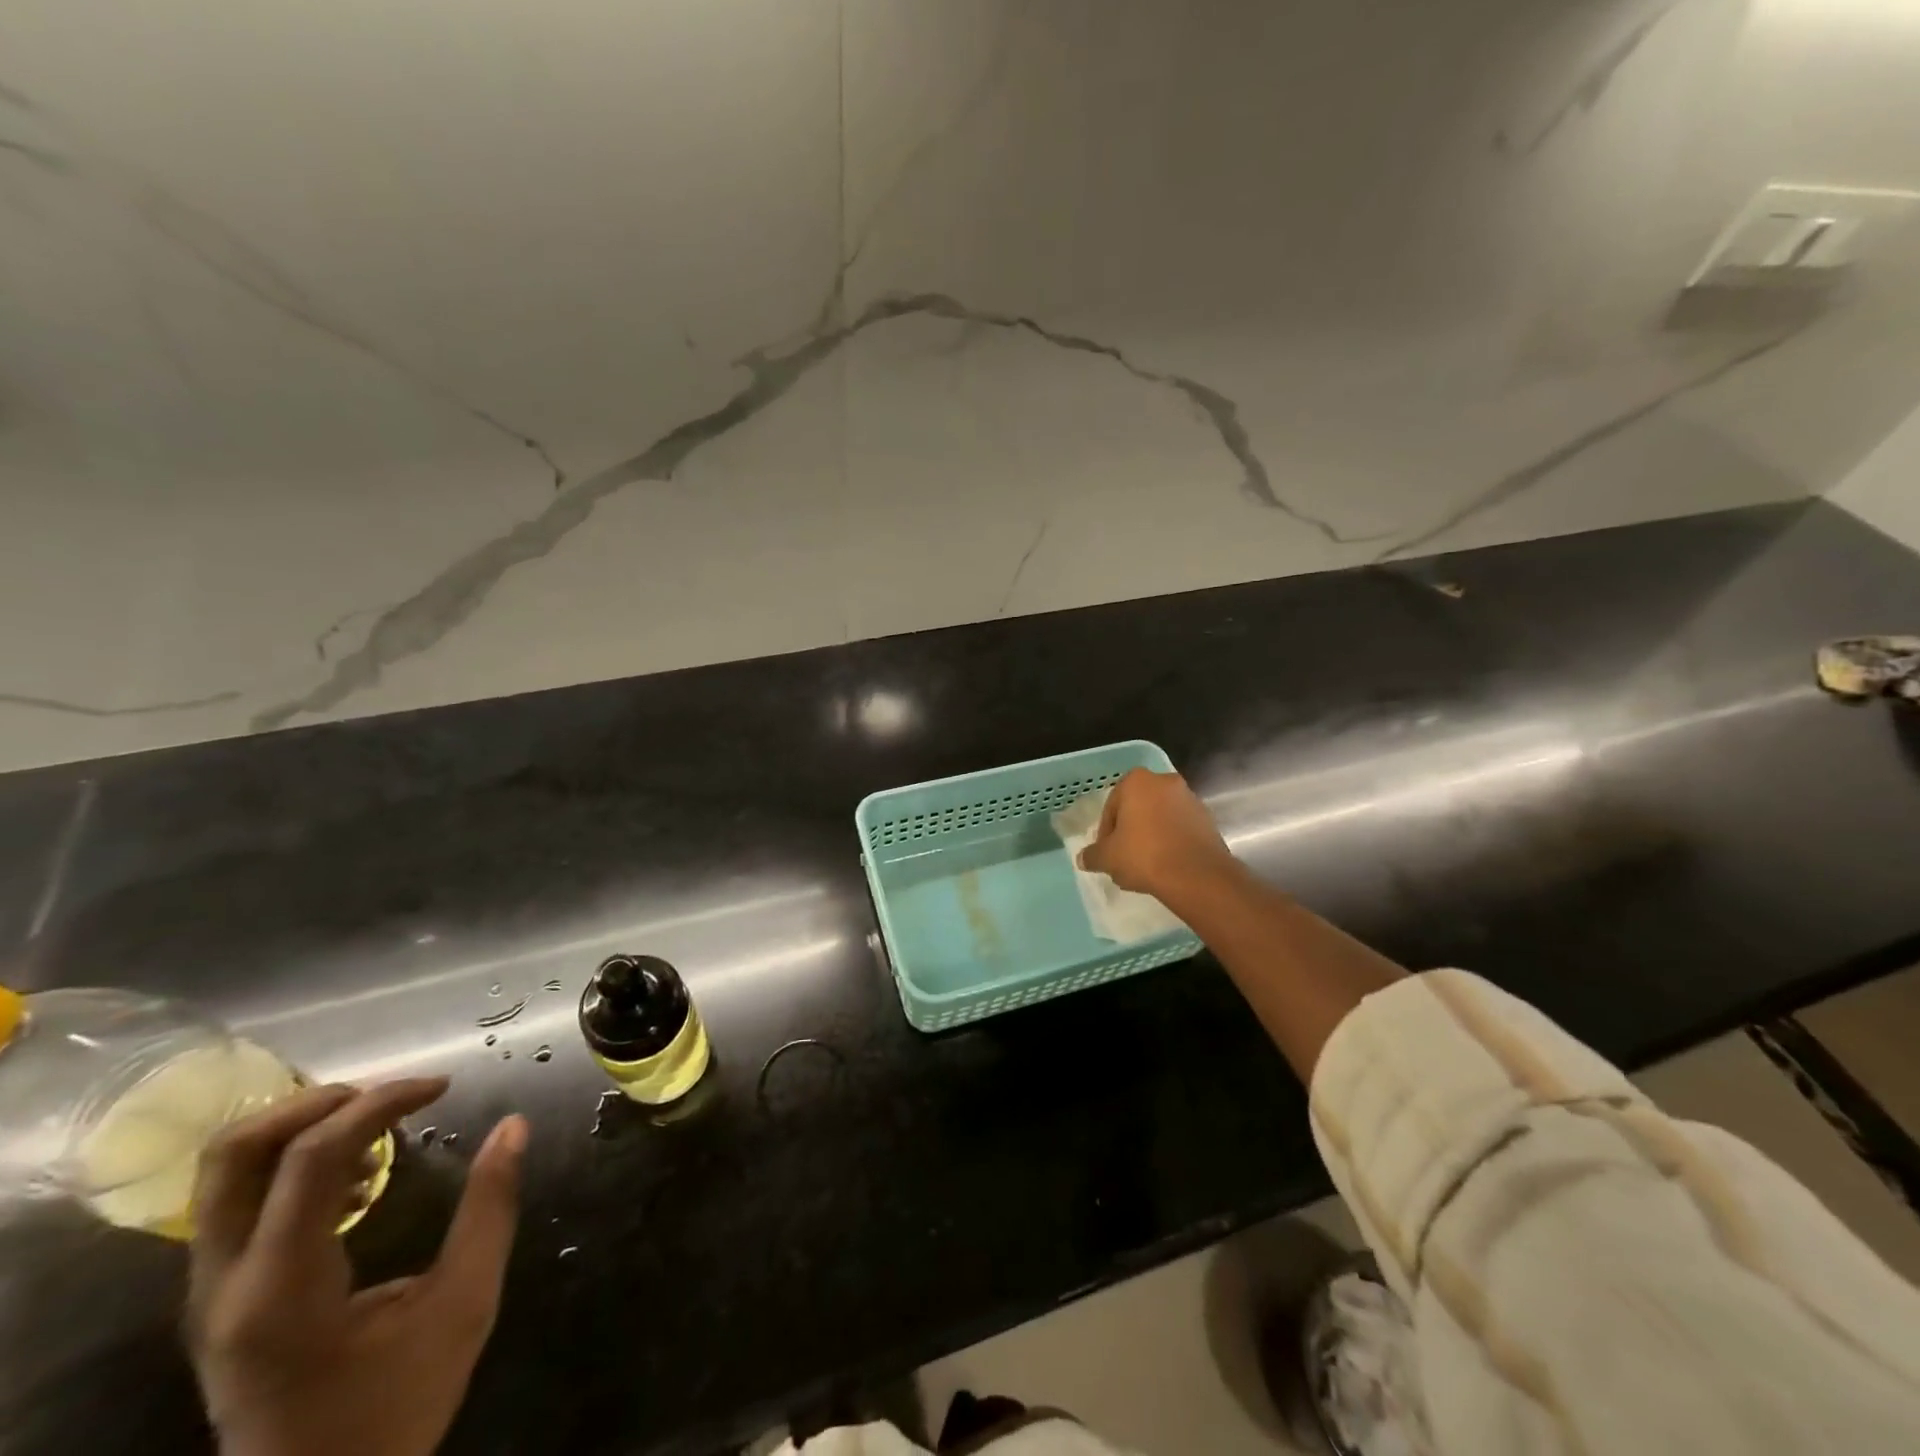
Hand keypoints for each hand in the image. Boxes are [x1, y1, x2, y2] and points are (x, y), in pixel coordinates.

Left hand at [186, 1078, 527, 1455]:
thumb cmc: (394, 1407)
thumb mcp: (463, 1306)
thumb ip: (490, 1209)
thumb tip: (514, 1125)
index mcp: (283, 1287)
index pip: (312, 1157)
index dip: (380, 1102)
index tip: (441, 1086)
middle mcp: (225, 1283)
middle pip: (234, 1154)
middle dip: (317, 1101)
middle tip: (392, 1094)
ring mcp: (210, 1292)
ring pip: (224, 1173)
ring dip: (302, 1126)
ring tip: (378, 1122)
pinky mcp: (220, 1297)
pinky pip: (238, 1200)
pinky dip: (294, 1160)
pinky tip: (358, 1175)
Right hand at [1077, 767, 1239, 899]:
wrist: (1196, 875)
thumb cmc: (1144, 856)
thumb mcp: (1107, 858)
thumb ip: (1092, 855)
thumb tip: (1084, 858)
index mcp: (1137, 781)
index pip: (1112, 806)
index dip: (1106, 832)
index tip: (1107, 852)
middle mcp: (1165, 782)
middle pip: (1138, 808)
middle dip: (1130, 830)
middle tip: (1124, 857)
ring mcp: (1190, 799)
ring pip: (1160, 818)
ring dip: (1151, 836)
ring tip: (1145, 865)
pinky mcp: (1208, 819)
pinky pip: (1180, 828)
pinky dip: (1171, 842)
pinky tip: (1165, 865)